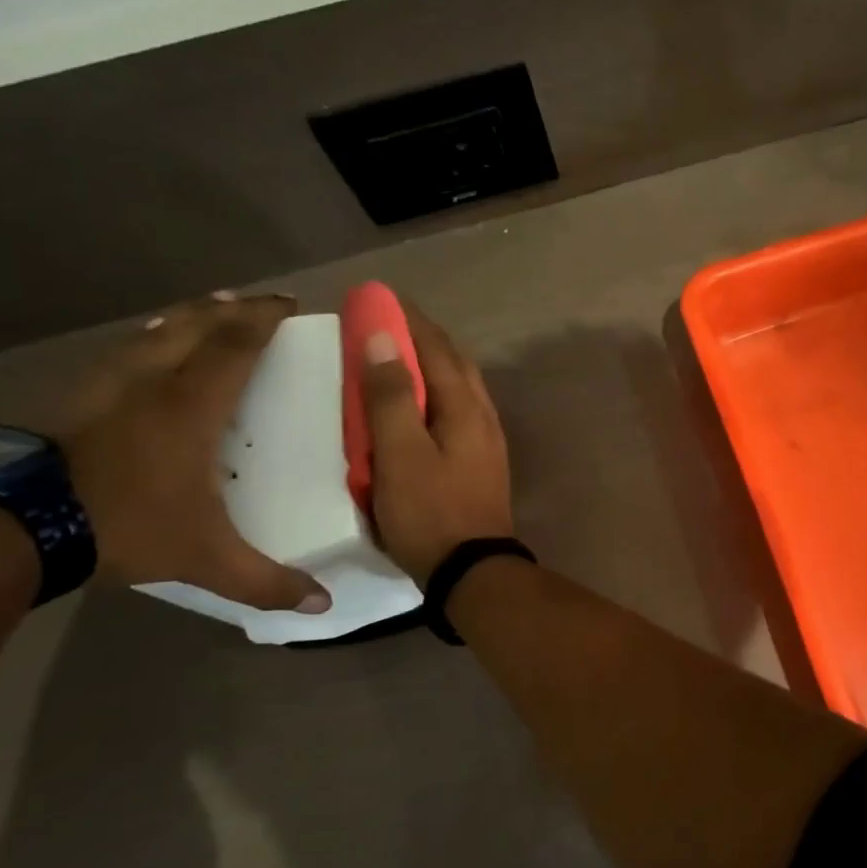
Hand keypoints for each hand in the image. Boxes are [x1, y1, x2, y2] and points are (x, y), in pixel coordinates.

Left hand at [62, 293, 331, 612]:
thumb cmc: (122, 525)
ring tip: (208, 310)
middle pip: (196, 323)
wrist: (6, 525)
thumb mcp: (203, 558)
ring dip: (188, 316)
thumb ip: (265, 581)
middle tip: (256, 302)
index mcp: (191, 405)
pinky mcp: (69, 394)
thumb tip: (323, 605)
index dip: (264, 318)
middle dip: (231, 308)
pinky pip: (123, 350)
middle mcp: (152, 379)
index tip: (289, 304)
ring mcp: (104, 382)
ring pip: (154, 330)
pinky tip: (146, 350)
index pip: (236, 344)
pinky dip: (149, 339)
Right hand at [359, 304, 513, 584]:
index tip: (380, 297)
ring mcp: (486, 439)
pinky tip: (420, 405)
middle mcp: (482, 415)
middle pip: (454, 362)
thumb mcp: (400, 455)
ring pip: (459, 386)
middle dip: (423, 336)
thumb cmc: (430, 512)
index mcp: (465, 407)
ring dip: (432, 363)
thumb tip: (385, 338)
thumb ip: (391, 397)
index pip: (436, 347)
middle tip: (388, 321)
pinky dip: (436, 393)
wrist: (473, 571)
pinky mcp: (481, 461)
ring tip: (400, 356)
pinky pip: (458, 410)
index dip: (409, 319)